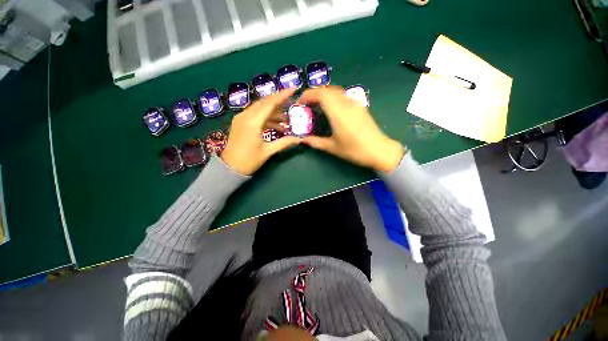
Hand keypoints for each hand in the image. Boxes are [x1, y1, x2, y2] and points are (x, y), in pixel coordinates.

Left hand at [221, 88, 300, 175]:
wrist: (229, 168)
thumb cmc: (249, 161)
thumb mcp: (268, 151)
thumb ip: (284, 143)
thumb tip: (299, 139)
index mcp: (253, 122)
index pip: (270, 103)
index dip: (283, 95)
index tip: (294, 89)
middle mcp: (245, 116)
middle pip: (264, 102)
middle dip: (279, 101)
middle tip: (291, 103)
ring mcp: (241, 118)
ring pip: (259, 108)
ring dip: (273, 111)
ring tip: (285, 120)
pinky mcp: (240, 122)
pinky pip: (255, 114)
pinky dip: (266, 117)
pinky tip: (275, 125)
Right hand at [298, 86, 403, 171]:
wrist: (378, 150)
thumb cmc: (354, 150)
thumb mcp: (332, 147)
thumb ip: (316, 142)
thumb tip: (302, 140)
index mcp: (338, 113)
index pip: (321, 94)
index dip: (308, 95)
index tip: (300, 102)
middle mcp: (346, 104)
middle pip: (327, 89)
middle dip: (314, 93)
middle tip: (306, 104)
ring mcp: (355, 103)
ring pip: (336, 90)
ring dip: (324, 94)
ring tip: (317, 105)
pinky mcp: (360, 106)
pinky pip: (343, 95)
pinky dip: (333, 96)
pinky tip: (331, 108)